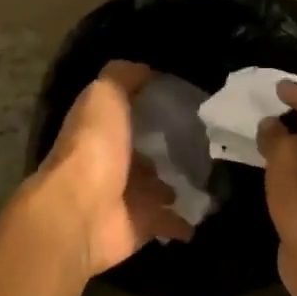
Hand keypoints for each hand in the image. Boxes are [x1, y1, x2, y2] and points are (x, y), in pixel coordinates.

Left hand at [35, 60, 193, 277]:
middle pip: (144, 155)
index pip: (128, 116)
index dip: (151, 108)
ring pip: (158, 189)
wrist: (84, 212)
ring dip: (178, 184)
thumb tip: (147, 69)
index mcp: (101, 131)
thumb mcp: (105, 96)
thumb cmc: (94, 148)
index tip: (187, 100)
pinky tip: (208, 209)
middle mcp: (111, 163)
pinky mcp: (141, 226)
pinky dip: (186, 220)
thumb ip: (123, 78)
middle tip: (206, 142)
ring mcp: (126, 198)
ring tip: (212, 176)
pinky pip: (170, 222)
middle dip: (168, 150)